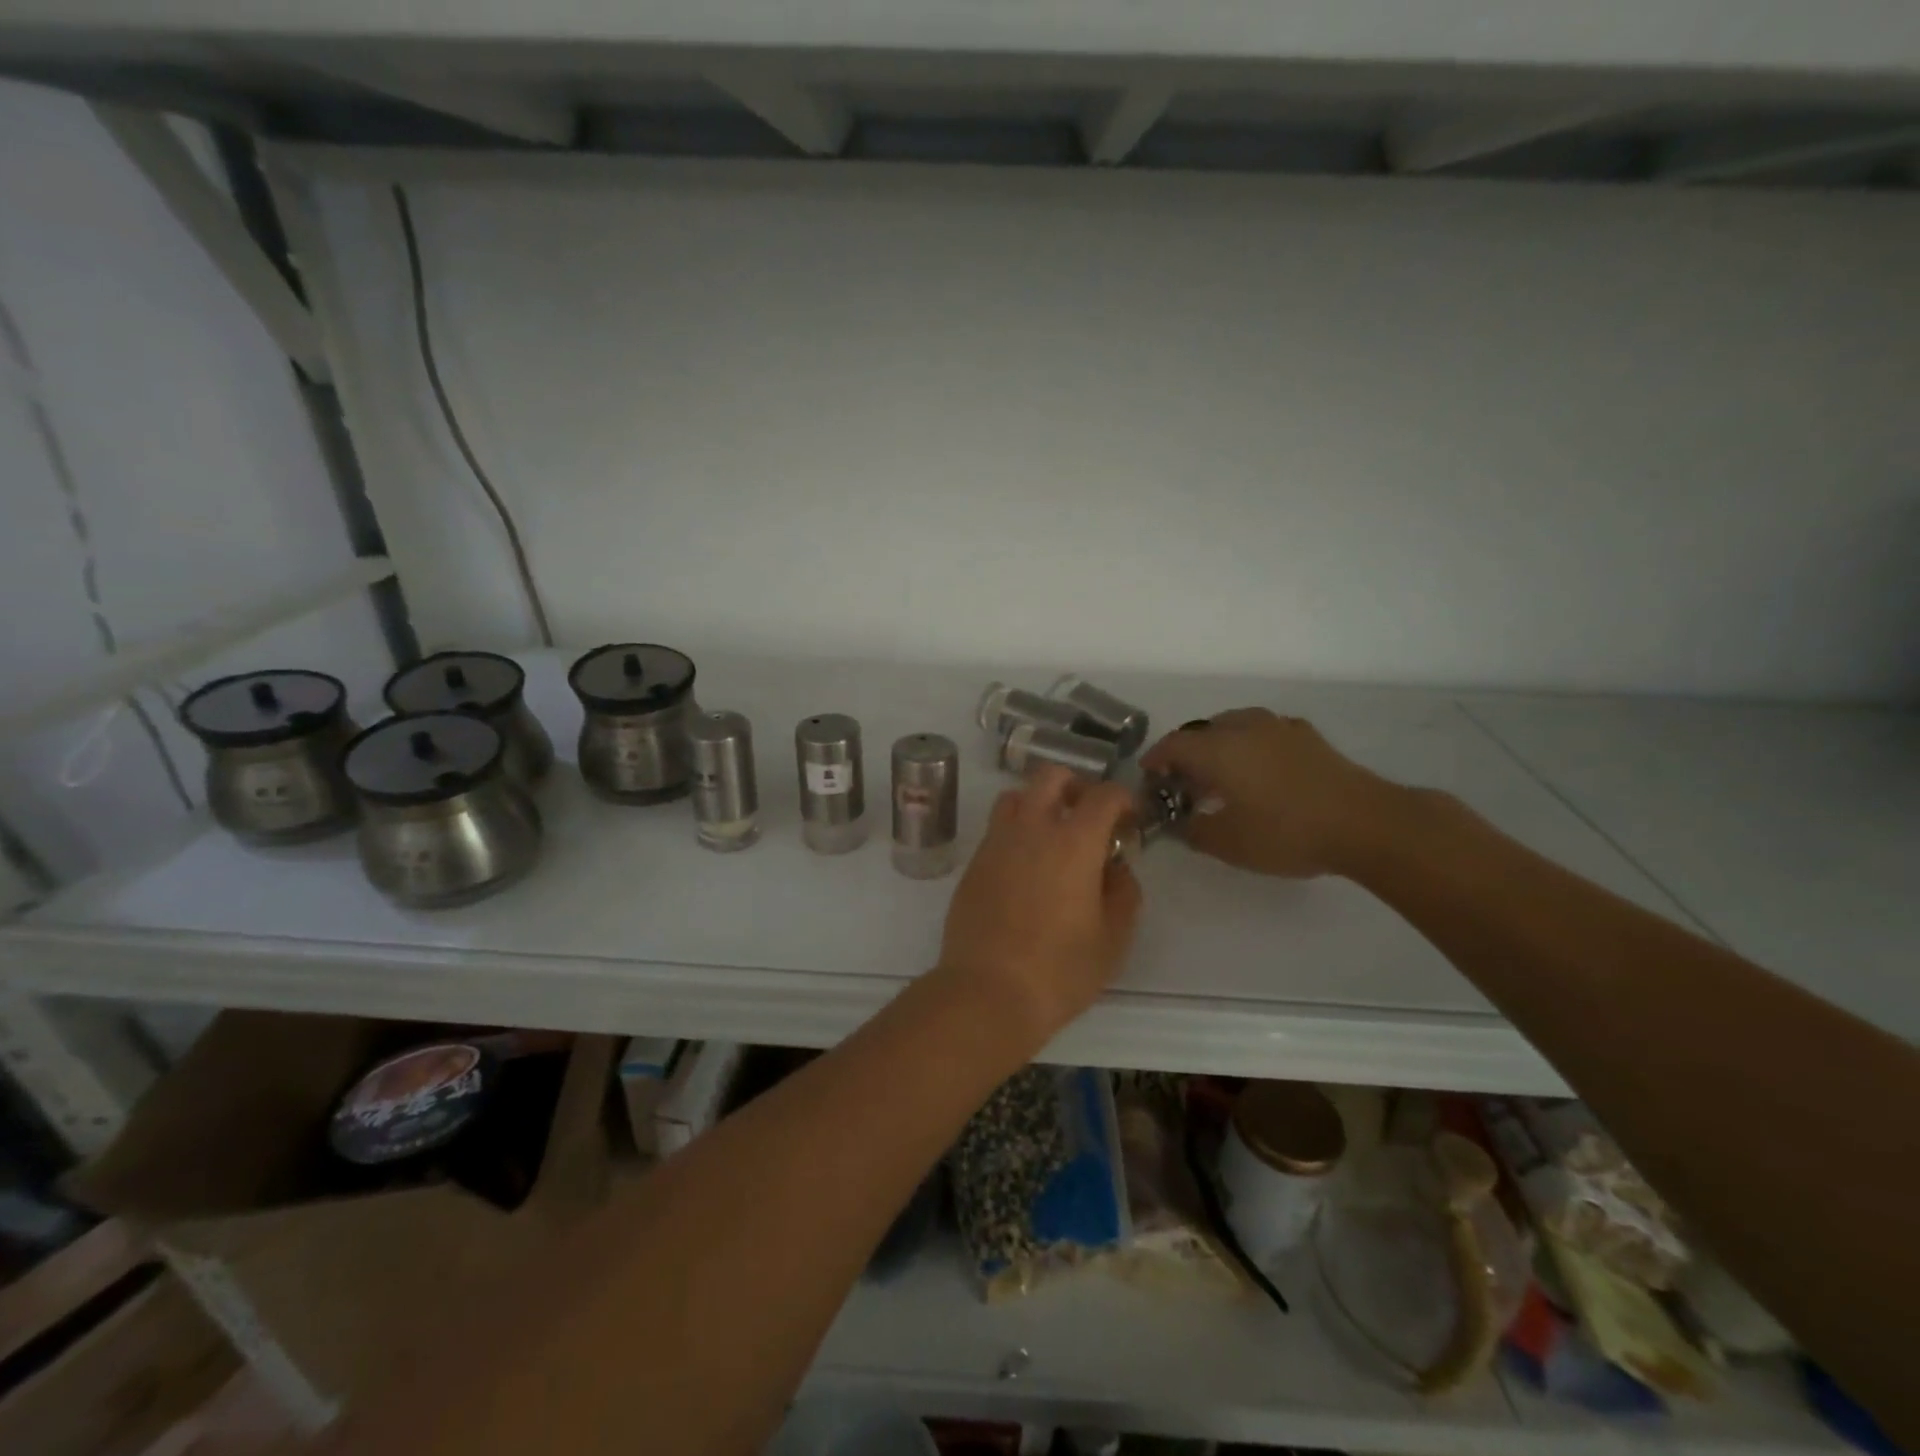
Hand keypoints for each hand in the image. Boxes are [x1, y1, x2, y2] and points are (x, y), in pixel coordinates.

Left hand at [939, 765, 1141, 1041]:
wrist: (987, 991)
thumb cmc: (1060, 969)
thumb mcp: (1113, 938)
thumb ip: (1123, 893)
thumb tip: (1117, 867)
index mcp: (1073, 842)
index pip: (1104, 794)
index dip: (1124, 799)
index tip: (1130, 821)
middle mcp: (1031, 828)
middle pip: (1051, 776)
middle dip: (1076, 787)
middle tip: (1090, 819)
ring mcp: (996, 842)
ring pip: (1016, 796)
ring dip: (1039, 803)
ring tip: (1053, 838)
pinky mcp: (973, 863)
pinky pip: (997, 828)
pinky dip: (1016, 832)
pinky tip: (1026, 868)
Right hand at [1140, 708, 1408, 877]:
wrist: (1365, 823)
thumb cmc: (1286, 832)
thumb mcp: (1228, 844)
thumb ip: (1194, 832)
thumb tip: (1182, 824)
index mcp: (1217, 749)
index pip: (1173, 745)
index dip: (1155, 759)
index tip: (1148, 777)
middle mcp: (1244, 728)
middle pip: (1202, 731)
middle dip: (1186, 753)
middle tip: (1182, 782)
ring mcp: (1279, 728)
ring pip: (1234, 725)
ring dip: (1218, 745)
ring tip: (1220, 775)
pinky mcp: (1307, 737)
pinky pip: (1264, 732)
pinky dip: (1250, 745)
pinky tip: (1259, 770)